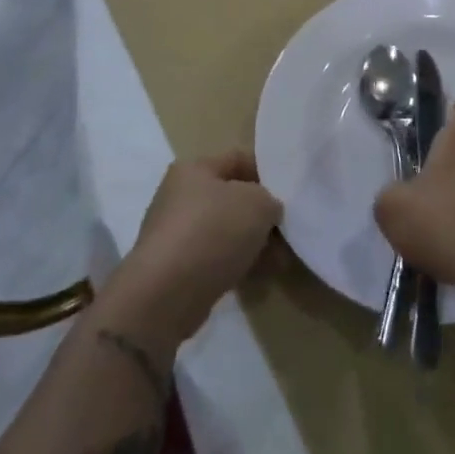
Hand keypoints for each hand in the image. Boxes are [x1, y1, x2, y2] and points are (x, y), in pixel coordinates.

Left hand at [109, 151, 283, 345]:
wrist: (166, 294)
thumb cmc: (213, 232)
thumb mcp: (258, 204)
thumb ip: (270, 200)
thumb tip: (267, 212)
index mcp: (194, 169)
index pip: (238, 159)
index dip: (267, 173)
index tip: (289, 194)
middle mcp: (180, 196)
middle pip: (232, 198)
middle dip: (261, 215)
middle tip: (286, 231)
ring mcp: (176, 233)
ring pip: (226, 231)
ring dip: (253, 243)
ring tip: (280, 261)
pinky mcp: (176, 267)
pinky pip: (215, 258)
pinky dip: (237, 265)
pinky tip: (259, 277)